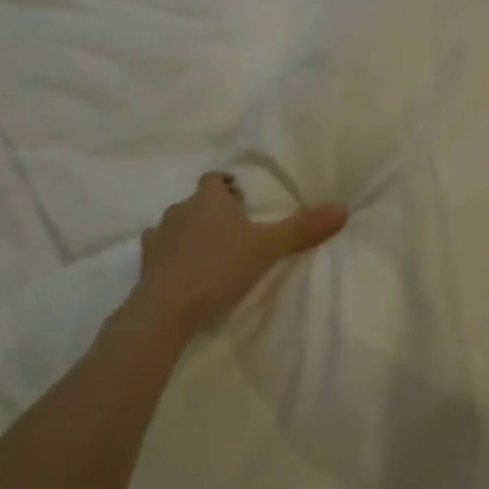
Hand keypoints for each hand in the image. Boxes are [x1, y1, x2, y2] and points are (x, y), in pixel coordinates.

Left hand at [126, 172, 346, 336]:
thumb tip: (343, 208)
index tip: (246, 202)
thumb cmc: (219, 267)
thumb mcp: (268, 247)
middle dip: (215, 212)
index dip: (230, 187)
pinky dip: (174, 257)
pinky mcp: (145, 264)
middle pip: (198, 202)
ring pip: (179, 225)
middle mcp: (180, 209)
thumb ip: (303, 228)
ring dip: (193, 234)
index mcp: (209, 199)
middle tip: (239, 232)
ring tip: (214, 254)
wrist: (166, 309)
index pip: (217, 179)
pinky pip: (161, 251)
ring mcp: (158, 236)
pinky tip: (186, 272)